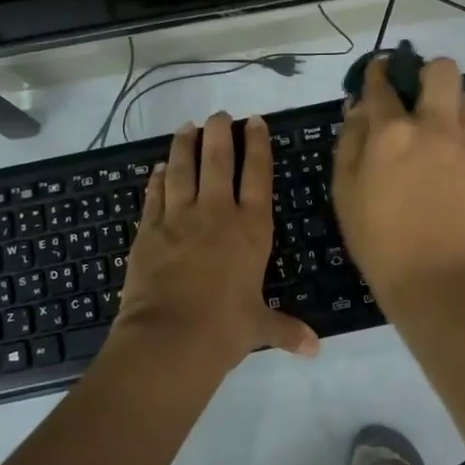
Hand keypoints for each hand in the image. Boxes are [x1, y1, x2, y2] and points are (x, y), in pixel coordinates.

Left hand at [114, 112, 319, 373]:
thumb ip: (287, 329)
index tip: (254, 122)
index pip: (258, 176)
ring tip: (186, 128)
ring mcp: (178, 219)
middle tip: (219, 115)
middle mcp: (216, 214)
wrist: (169, 338)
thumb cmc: (225, 329)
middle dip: (219, 134)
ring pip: (182, 170)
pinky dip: (157, 179)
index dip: (257, 146)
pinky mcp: (148, 231)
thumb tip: (315, 349)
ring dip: (184, 146)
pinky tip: (158, 168)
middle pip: (218, 162)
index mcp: (251, 229)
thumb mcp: (260, 326)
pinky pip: (154, 196)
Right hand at [332, 56, 464, 306]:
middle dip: (428, 73)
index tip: (378, 73)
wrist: (434, 281)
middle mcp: (436, 128)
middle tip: (418, 97)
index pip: (383, 84)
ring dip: (451, 108)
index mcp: (393, 132)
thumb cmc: (377, 240)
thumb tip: (358, 109)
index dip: (378, 73)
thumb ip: (350, 141)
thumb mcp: (345, 191)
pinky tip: (453, 177)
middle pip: (443, 70)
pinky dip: (463, 148)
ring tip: (439, 136)